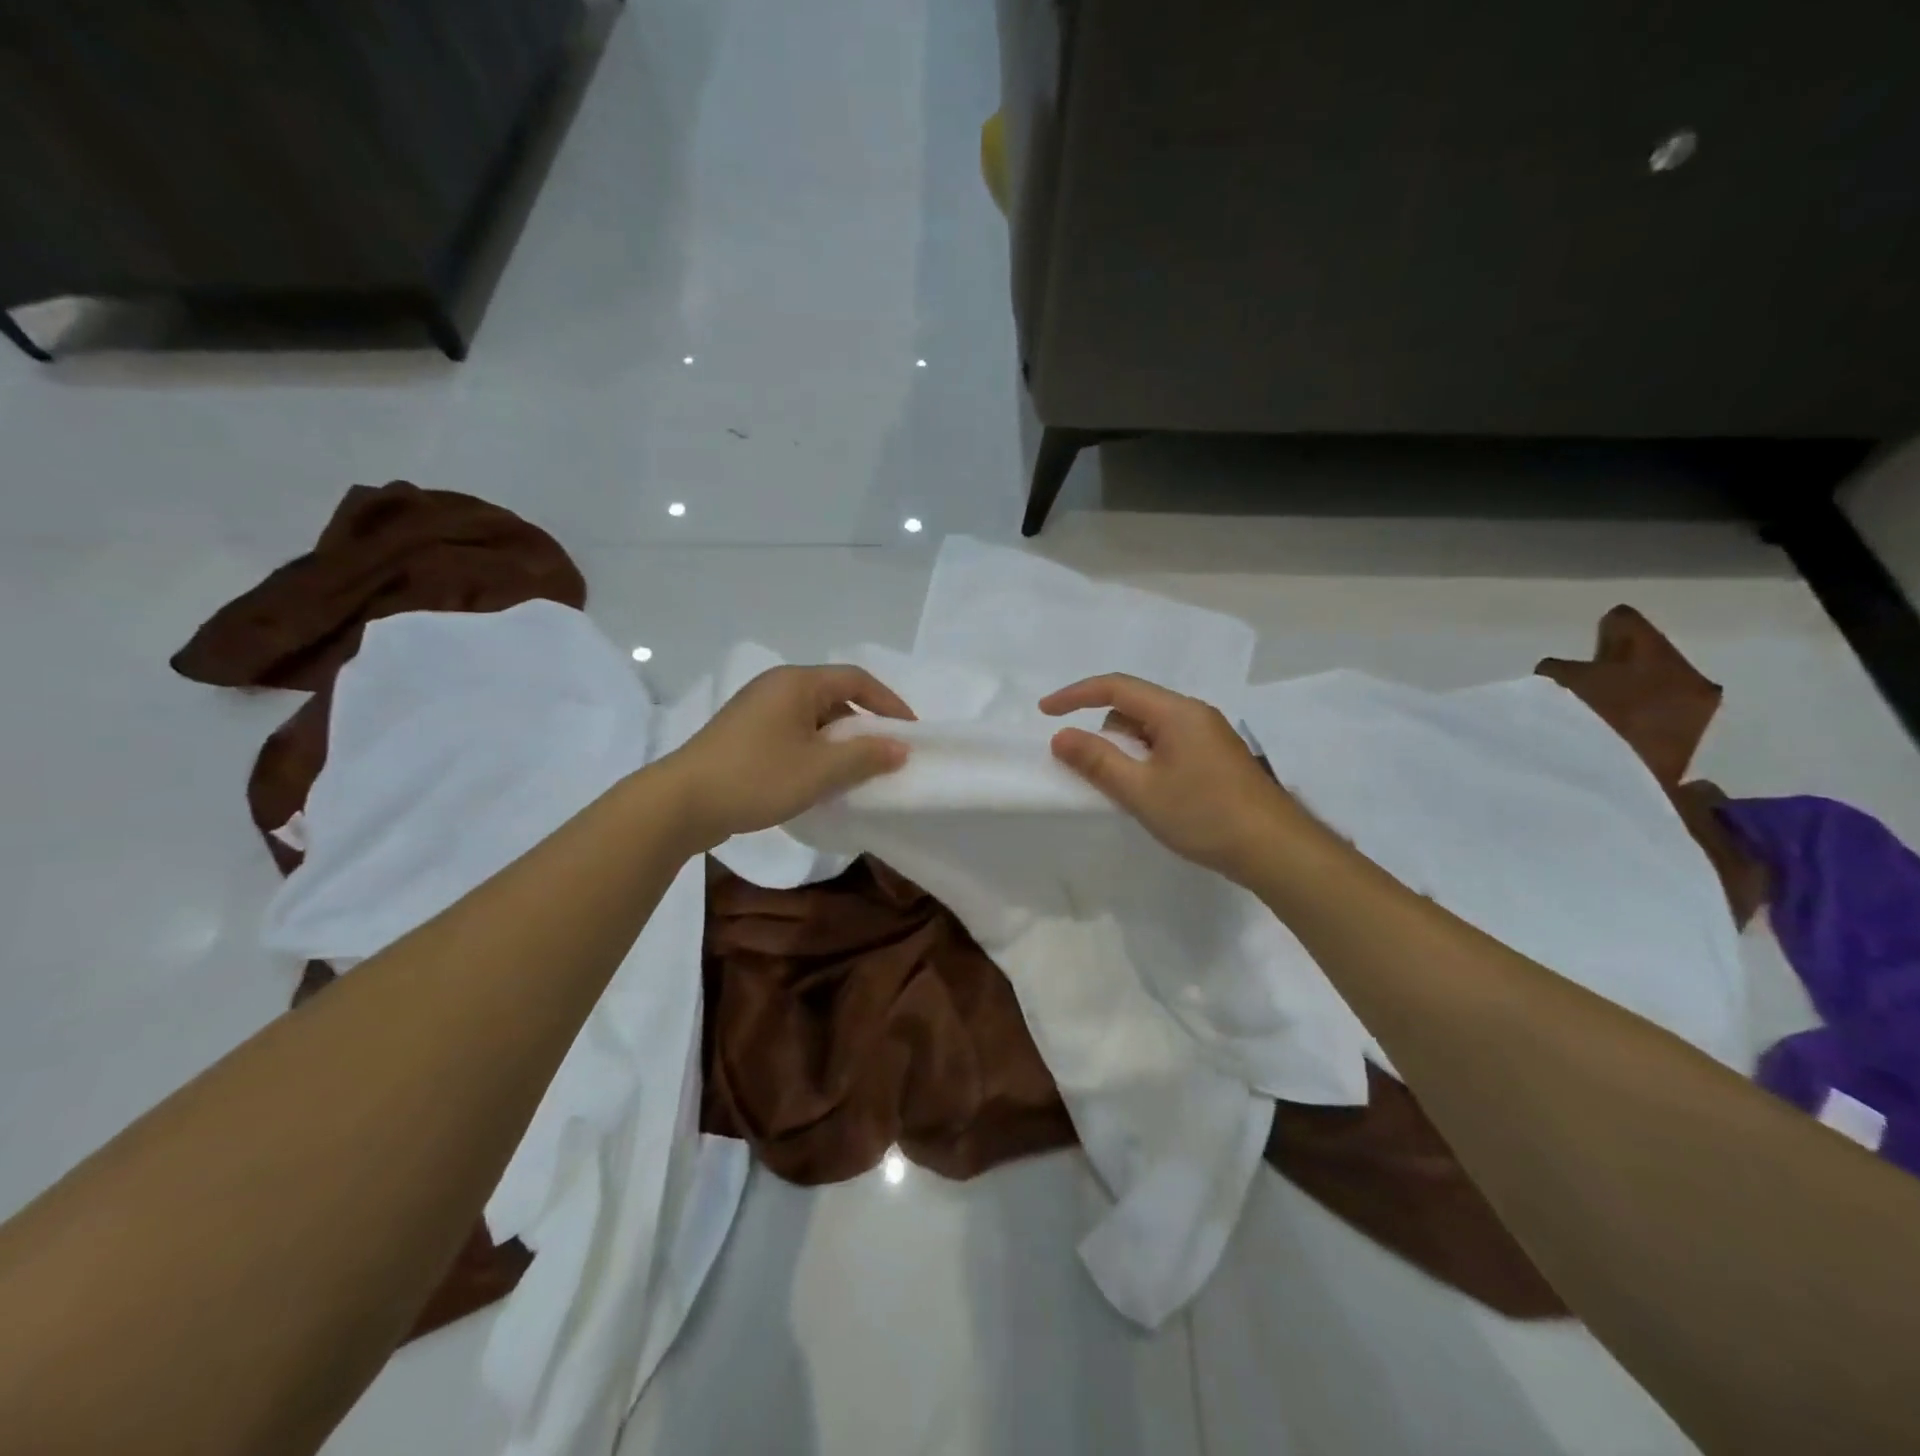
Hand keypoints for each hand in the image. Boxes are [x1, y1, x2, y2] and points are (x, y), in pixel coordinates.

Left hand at [665, 665, 913, 851]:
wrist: (680, 803)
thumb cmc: (756, 778)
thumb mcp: (820, 770)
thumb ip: (865, 756)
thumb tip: (901, 747)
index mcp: (797, 683)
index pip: (856, 679)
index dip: (889, 703)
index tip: (910, 732)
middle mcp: (776, 687)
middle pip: (835, 697)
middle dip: (864, 726)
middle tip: (886, 756)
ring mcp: (756, 710)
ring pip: (813, 719)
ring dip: (839, 743)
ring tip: (857, 773)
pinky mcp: (744, 735)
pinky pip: (793, 734)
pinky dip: (815, 751)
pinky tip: (819, 780)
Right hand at [1041, 673, 1306, 882]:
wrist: (1276, 849)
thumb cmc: (1204, 816)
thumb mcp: (1141, 791)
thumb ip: (1097, 761)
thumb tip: (1060, 736)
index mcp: (1176, 712)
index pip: (1115, 687)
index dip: (1075, 695)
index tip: (1045, 712)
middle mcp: (1194, 714)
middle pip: (1134, 706)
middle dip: (1104, 729)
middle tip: (1091, 769)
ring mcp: (1209, 735)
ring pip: (1151, 728)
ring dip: (1127, 748)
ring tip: (1125, 788)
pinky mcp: (1216, 757)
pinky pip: (1168, 744)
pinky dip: (1147, 759)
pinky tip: (1151, 792)